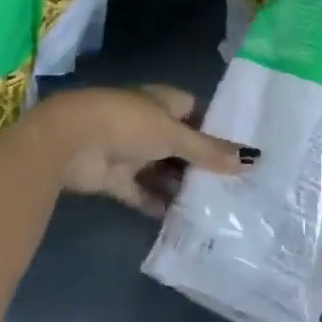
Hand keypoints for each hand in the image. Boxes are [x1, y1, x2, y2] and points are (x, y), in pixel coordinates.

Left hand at [30, 86, 253, 217]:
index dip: (217, 130)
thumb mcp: (175, 135)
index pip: (198, 113)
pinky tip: (179, 220)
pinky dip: (156, 204)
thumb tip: (252, 160)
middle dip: (202, 164)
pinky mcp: (115, 177)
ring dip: (180, 186)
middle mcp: (149, 124)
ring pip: (163, 170)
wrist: (70, 141)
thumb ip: (210, 151)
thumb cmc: (129, 124)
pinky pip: (142, 192)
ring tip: (212, 206)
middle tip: (233, 186)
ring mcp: (131, 151)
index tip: (240, 153)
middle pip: (182, 144)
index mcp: (165, 101)